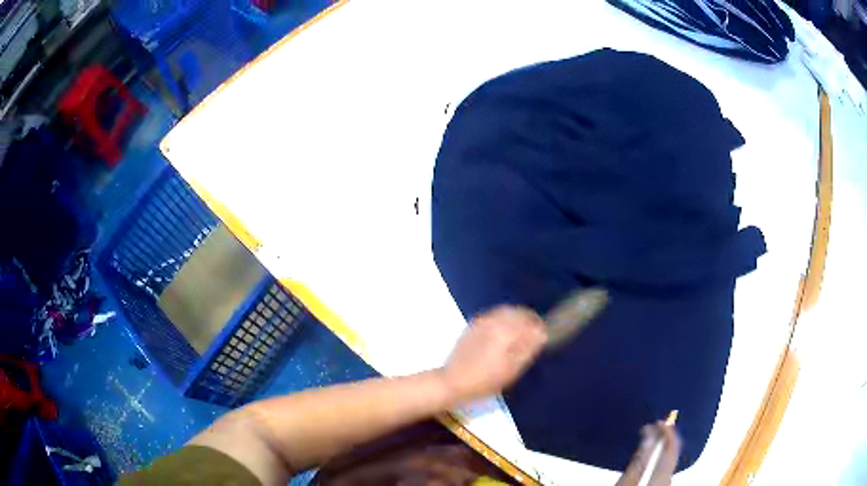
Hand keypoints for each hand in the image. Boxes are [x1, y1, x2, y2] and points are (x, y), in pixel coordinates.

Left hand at [440, 305, 547, 402]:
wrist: (453, 381)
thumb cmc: (485, 380)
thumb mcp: (512, 369)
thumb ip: (529, 348)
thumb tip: (541, 333)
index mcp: (506, 329)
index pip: (530, 320)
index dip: (540, 327)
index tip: (544, 336)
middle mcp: (494, 319)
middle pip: (519, 312)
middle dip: (529, 320)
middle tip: (534, 334)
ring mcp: (482, 320)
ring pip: (507, 311)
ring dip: (517, 318)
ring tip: (521, 334)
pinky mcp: (473, 325)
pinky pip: (495, 315)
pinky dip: (504, 320)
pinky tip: (504, 334)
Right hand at [616, 422, 681, 485]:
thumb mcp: (629, 479)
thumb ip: (640, 458)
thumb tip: (650, 433)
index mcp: (664, 475)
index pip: (672, 447)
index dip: (667, 431)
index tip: (658, 420)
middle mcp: (669, 478)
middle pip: (673, 453)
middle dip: (666, 437)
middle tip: (655, 425)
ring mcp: (665, 483)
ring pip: (670, 460)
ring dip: (662, 446)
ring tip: (652, 437)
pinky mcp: (661, 485)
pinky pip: (666, 467)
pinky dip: (661, 456)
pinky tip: (653, 456)